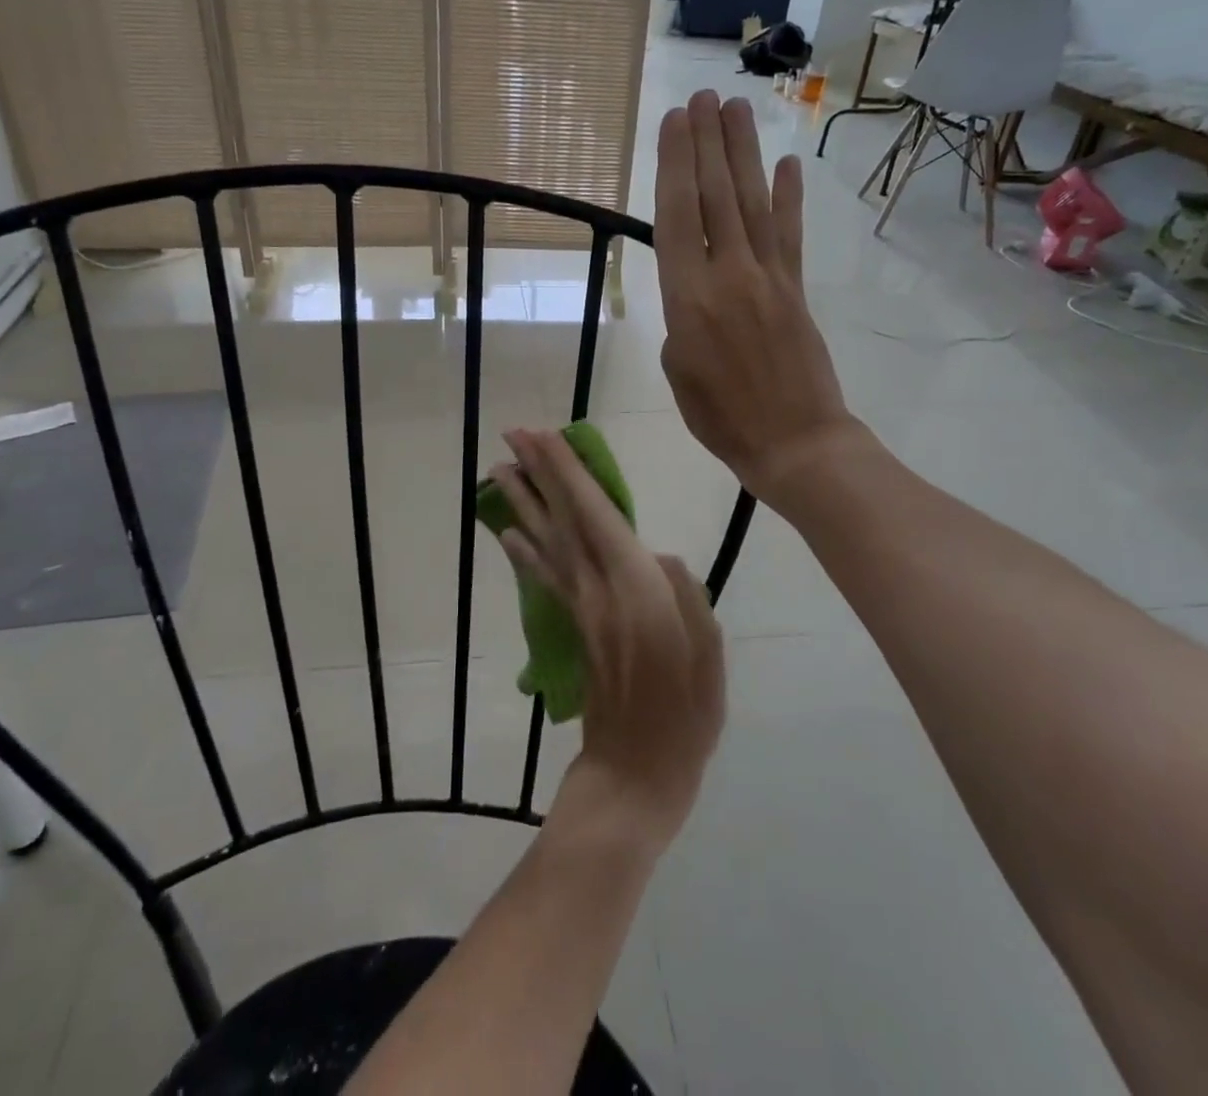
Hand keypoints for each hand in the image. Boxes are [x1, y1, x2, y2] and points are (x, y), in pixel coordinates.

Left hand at [491, 428, 724, 852]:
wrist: (635, 773)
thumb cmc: (685, 715)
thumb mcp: (707, 652)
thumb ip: (685, 594)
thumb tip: (661, 557)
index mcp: (635, 587)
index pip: (595, 514)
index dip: (570, 473)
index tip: (547, 437)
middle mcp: (597, 588)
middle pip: (563, 518)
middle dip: (539, 472)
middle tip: (514, 434)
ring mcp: (580, 606)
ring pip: (546, 540)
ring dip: (523, 502)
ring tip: (500, 469)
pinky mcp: (572, 625)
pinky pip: (544, 576)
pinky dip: (524, 550)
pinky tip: (508, 533)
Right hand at [654, 90, 865, 510]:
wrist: (794, 442)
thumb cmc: (721, 417)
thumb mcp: (677, 371)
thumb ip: (680, 318)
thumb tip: (694, 288)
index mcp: (688, 299)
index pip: (678, 216)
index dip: (675, 164)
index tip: (674, 121)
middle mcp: (728, 275)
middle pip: (716, 196)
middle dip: (708, 142)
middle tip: (703, 96)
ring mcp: (768, 278)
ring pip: (752, 204)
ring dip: (743, 153)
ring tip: (735, 109)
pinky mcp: (796, 289)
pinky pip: (790, 235)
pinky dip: (789, 198)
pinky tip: (787, 165)